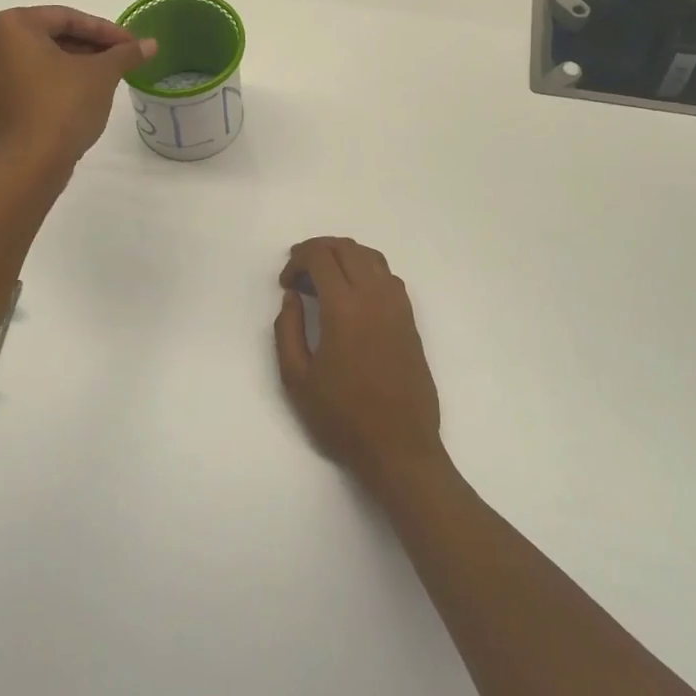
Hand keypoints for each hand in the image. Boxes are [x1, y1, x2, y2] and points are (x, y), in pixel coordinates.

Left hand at [0, 7, 155, 170]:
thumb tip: (151, 44)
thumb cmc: (62, 106)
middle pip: (53, 35)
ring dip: (77, 62)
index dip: (106, 30)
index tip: (132, 44)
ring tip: (110, 75)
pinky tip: (86, 91)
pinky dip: (59, 79)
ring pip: (43, 58)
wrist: (29, 164)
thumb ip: (125, 53)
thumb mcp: (101, 75)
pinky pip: (32, 78)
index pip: (67, 18)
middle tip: (123, 58)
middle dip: (91, 46)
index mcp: (11, 25)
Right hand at [273, 237, 446, 488]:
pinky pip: (388, 277)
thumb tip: (293, 296)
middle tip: (298, 273)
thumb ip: (287, 329)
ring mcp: (398, 307)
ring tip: (324, 278)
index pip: (321, 257)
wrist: (398, 447)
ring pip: (371, 257)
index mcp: (344, 308)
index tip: (285, 283)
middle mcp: (375, 297)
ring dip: (344, 256)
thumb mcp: (296, 378)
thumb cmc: (342, 417)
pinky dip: (367, 270)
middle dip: (318, 250)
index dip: (297, 260)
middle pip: (347, 248)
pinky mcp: (410, 320)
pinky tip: (353, 294)